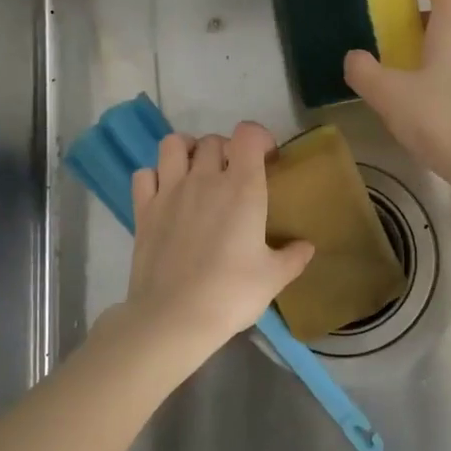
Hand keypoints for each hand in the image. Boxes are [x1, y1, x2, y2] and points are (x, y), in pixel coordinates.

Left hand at [114, 121, 314, 360]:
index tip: (267, 159)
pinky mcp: (143, 209)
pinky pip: (144, 174)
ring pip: (173, 144)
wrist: (174, 317)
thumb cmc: (231, 294)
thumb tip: (307, 246)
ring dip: (187, 150)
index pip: (248, 134)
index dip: (259, 138)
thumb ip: (293, 257)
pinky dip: (155, 176)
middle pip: (213, 140)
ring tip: (196, 171)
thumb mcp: (273, 278)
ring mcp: (169, 191)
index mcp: (242, 188)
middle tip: (234, 175)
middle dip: (227, 150)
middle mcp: (204, 179)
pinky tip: (165, 193)